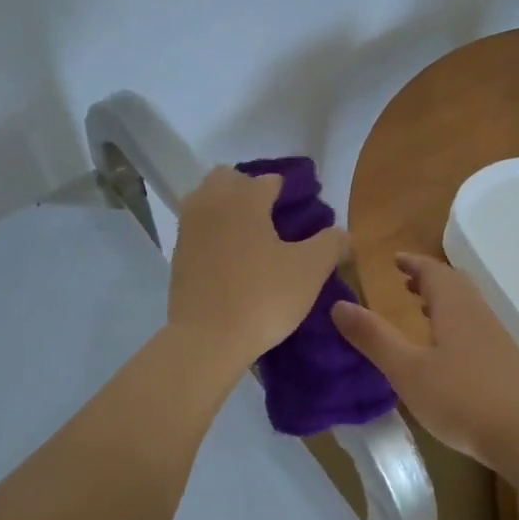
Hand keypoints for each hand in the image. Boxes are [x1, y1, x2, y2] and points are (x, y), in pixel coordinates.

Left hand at [167, 167, 344, 368]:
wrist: (207, 339)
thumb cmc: (262, 297)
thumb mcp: (310, 270)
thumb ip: (330, 243)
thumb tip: (341, 233)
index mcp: (244, 198)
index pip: (270, 180)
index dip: (290, 194)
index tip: (304, 215)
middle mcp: (211, 202)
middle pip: (229, 179)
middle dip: (250, 190)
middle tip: (273, 219)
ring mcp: (188, 228)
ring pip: (207, 200)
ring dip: (227, 208)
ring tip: (251, 238)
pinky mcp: (177, 254)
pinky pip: (198, 229)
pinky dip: (213, 233)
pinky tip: (231, 258)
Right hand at [331, 253, 518, 465]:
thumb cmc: (460, 399)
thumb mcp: (406, 370)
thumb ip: (373, 337)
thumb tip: (338, 305)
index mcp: (455, 308)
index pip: (434, 271)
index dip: (413, 262)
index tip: (394, 260)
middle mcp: (478, 314)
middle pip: (455, 284)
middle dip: (428, 278)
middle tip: (405, 281)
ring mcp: (496, 337)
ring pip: (467, 305)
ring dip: (443, 299)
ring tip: (422, 308)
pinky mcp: (504, 360)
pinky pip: (475, 325)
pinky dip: (455, 320)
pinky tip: (446, 348)